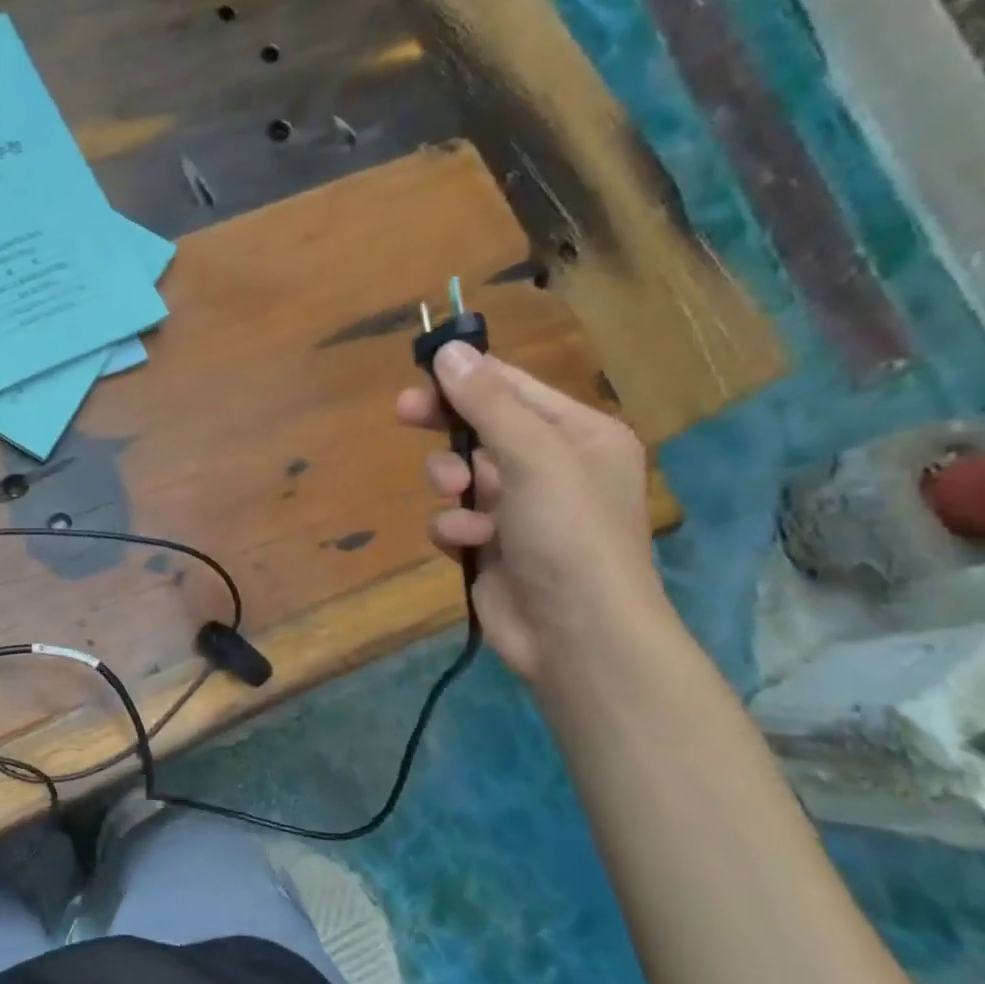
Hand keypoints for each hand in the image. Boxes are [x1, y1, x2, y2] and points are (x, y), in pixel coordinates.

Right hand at [396, 343, 666, 682]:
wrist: (575, 632)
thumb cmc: (568, 533)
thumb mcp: (534, 456)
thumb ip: (488, 404)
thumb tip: (450, 351)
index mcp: (580, 436)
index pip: (516, 389)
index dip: (468, 377)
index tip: (421, 370)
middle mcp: (552, 468)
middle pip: (482, 430)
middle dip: (447, 428)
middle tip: (404, 411)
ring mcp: (520, 510)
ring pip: (462, 476)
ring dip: (451, 483)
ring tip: (456, 496)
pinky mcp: (491, 547)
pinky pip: (455, 519)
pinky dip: (455, 528)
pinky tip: (468, 543)